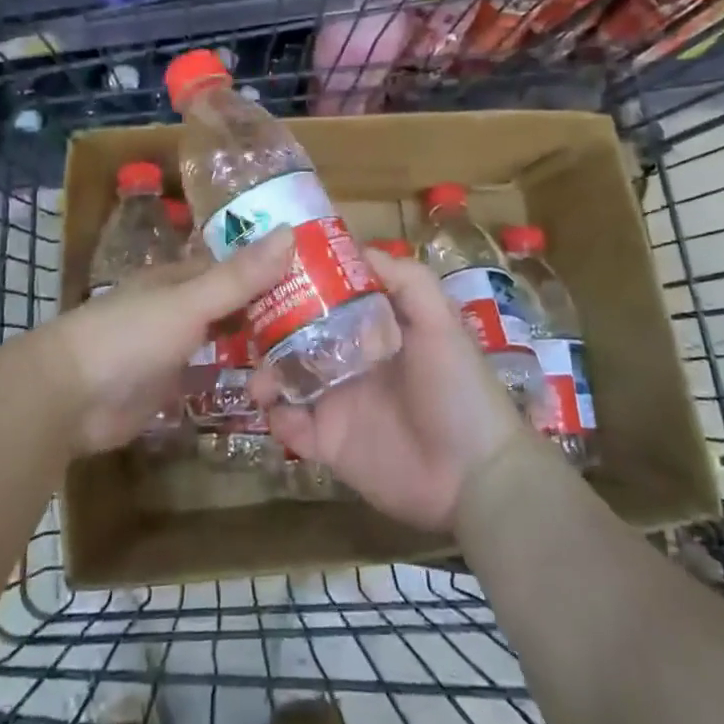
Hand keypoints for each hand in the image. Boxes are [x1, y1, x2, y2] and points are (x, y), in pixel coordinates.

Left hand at [36, 228, 293, 455]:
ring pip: (223, 338)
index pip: (235, 266)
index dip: (272, 266)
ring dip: (254, 342)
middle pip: (232, 302)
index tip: (318, 272)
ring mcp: (173, 347)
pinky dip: (234, 376)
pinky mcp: (168, 386)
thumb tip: (290, 232)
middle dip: (269, 307)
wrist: (69, 397)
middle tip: (326, 319)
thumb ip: (239, 276)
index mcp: (181, 278)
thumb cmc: (130, 336)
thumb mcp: (189, 302)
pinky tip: (268, 384)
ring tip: (308, 351)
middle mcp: (180, 307)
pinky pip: (210, 374)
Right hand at [252, 251, 527, 532]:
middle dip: (271, 330)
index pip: (328, 299)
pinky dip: (277, 418)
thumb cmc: (458, 389)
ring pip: (287, 379)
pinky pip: (291, 427)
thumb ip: (406, 280)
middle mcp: (350, 360)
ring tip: (260, 378)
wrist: (475, 476)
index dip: (301, 285)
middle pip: (298, 337)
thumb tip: (357, 248)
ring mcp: (337, 402)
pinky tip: (278, 411)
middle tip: (248, 326)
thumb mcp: (440, 322)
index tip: (270, 271)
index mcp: (373, 329)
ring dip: (266, 374)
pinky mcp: (329, 444)